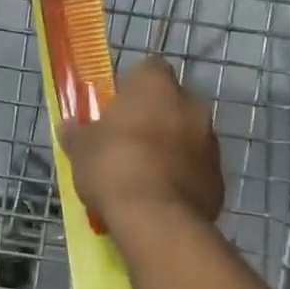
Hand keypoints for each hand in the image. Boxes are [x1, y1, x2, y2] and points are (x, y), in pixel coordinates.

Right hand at [60, 56, 223, 228]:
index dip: (131, 87)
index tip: (116, 108)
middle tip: (126, 141)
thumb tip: (70, 128)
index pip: (148, 69)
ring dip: (169, 148)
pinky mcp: (219, 177)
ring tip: (142, 175)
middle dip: (153, 118)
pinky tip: (159, 197)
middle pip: (170, 103)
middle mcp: (191, 104)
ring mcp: (210, 141)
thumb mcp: (81, 149)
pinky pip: (196, 168)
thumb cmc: (113, 166)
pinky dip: (182, 177)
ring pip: (186, 135)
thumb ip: (78, 133)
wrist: (157, 219)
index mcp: (156, 84)